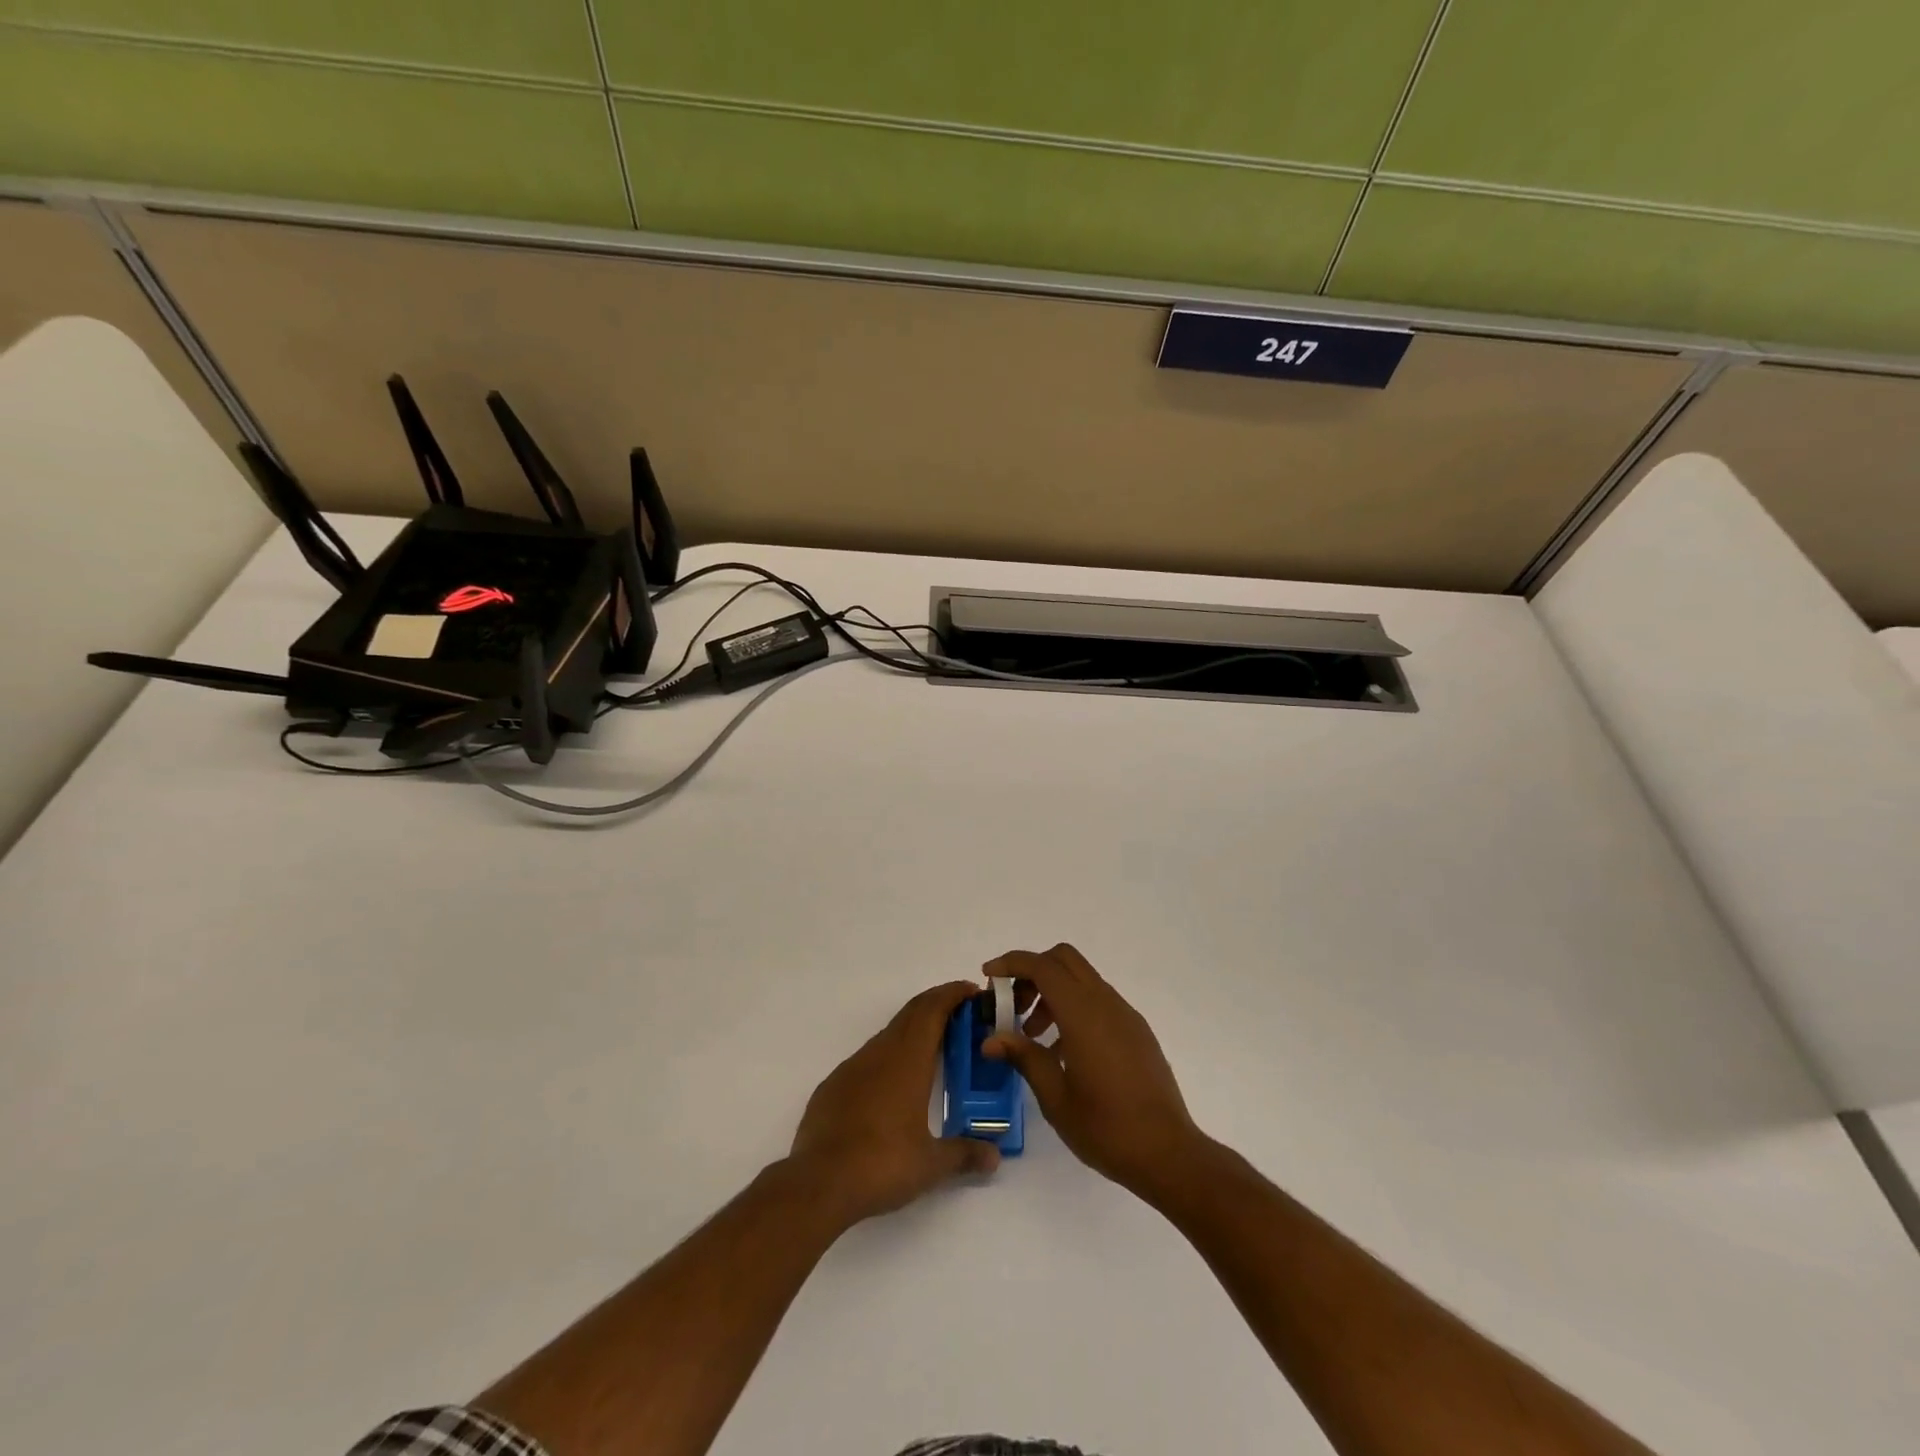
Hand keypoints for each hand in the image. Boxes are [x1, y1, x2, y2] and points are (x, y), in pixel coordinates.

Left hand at [788, 980, 1001, 1226]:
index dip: (952, 994)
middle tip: (961, 1013)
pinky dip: (888, 1056)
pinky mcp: (833, 1086)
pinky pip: (868, 1059)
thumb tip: (994, 1156)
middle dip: (936, 1005)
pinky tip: (893, 1085)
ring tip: (933, 1048)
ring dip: (912, 1031)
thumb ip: (964, 1154)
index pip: (932, 1010)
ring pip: (888, 1034)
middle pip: (911, 1013)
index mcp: (908, 1060)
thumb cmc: (882, 1165)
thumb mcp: (930, 1165)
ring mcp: (853, 1067)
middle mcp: (881, 1053)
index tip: (972, 991)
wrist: (818, 1183)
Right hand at [982, 944, 1206, 1200]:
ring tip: (1034, 1035)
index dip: (1012, 963)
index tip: (988, 977)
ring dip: (1052, 991)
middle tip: (1012, 1005)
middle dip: (1032, 971)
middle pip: (1064, 959)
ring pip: (1081, 978)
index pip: (1043, 966)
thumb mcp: (1055, 1097)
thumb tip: (991, 1039)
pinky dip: (1073, 1007)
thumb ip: (1024, 1057)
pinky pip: (1098, 1000)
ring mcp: (1125, 1015)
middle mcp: (1106, 1003)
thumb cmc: (1107, 1129)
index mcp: (1083, 1014)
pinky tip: (1064, 1050)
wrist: (1169, 1153)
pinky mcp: (1136, 1030)